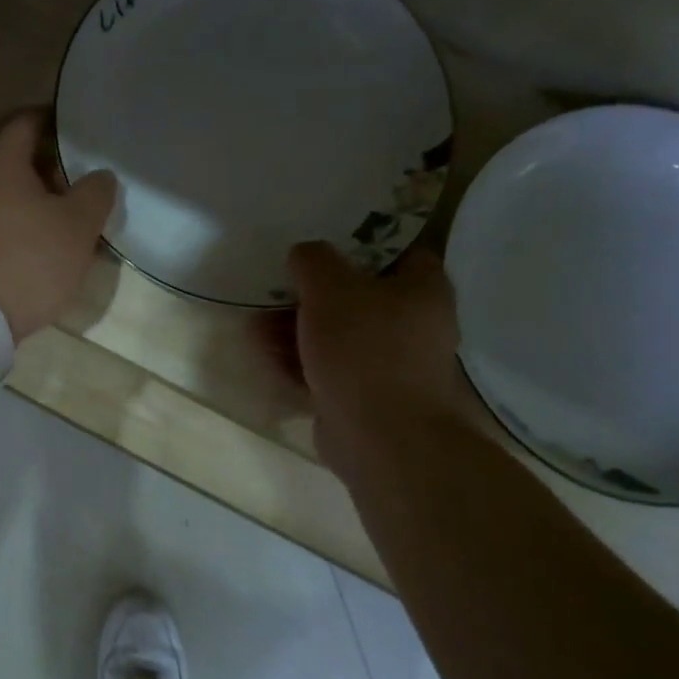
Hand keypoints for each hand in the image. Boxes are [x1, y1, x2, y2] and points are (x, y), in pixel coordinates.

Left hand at [0, 109, 117, 341]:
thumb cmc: (28, 261)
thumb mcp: (77, 226)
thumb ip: (95, 193)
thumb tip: (100, 176)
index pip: (26, 121)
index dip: (56, 120)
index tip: (82, 129)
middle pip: (14, 159)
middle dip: (50, 166)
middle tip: (83, 179)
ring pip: (4, 194)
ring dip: (35, 200)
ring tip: (68, 217)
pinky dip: (19, 225)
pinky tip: (41, 246)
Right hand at [287, 242, 475, 465]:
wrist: (380, 435)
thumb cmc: (364, 348)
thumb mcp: (330, 287)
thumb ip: (312, 260)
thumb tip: (303, 253)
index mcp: (423, 288)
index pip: (396, 250)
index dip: (357, 243)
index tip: (318, 244)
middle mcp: (413, 323)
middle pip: (356, 296)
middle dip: (309, 295)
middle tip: (274, 289)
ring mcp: (390, 364)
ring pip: (336, 335)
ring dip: (294, 330)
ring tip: (255, 328)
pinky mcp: (365, 396)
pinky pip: (328, 369)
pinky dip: (299, 362)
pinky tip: (265, 357)